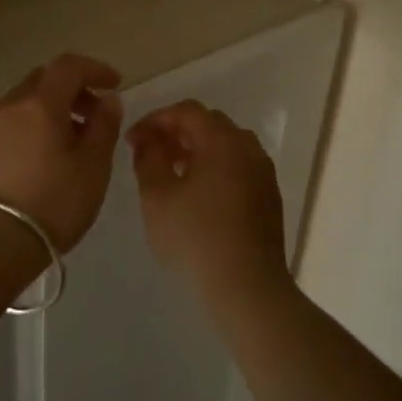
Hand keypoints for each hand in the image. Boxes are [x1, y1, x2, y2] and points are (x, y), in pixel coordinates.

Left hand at [0, 54, 122, 251]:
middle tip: (94, 115)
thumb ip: (104, 126)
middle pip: (43, 80)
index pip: (68, 65)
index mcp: (40, 103)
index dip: (94, 69)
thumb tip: (108, 100)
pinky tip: (42, 161)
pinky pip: (9, 128)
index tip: (115, 85)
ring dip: (50, 111)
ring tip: (71, 143)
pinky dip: (31, 130)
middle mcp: (10, 106)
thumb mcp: (93, 166)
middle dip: (72, 90)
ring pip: (24, 104)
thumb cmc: (53, 202)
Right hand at [127, 100, 290, 301]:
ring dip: (197, 150)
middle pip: (209, 124)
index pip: (186, 111)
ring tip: (172, 173)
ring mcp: (263, 173)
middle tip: (150, 152)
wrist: (247, 289)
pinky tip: (197, 196)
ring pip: (226, 146)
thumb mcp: (157, 197)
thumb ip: (148, 159)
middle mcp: (248, 148)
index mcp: (223, 141)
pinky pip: (238, 167)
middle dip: (176, 132)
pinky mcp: (269, 197)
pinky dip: (215, 168)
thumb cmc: (195, 239)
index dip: (155, 119)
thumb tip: (148, 140)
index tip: (132, 140)